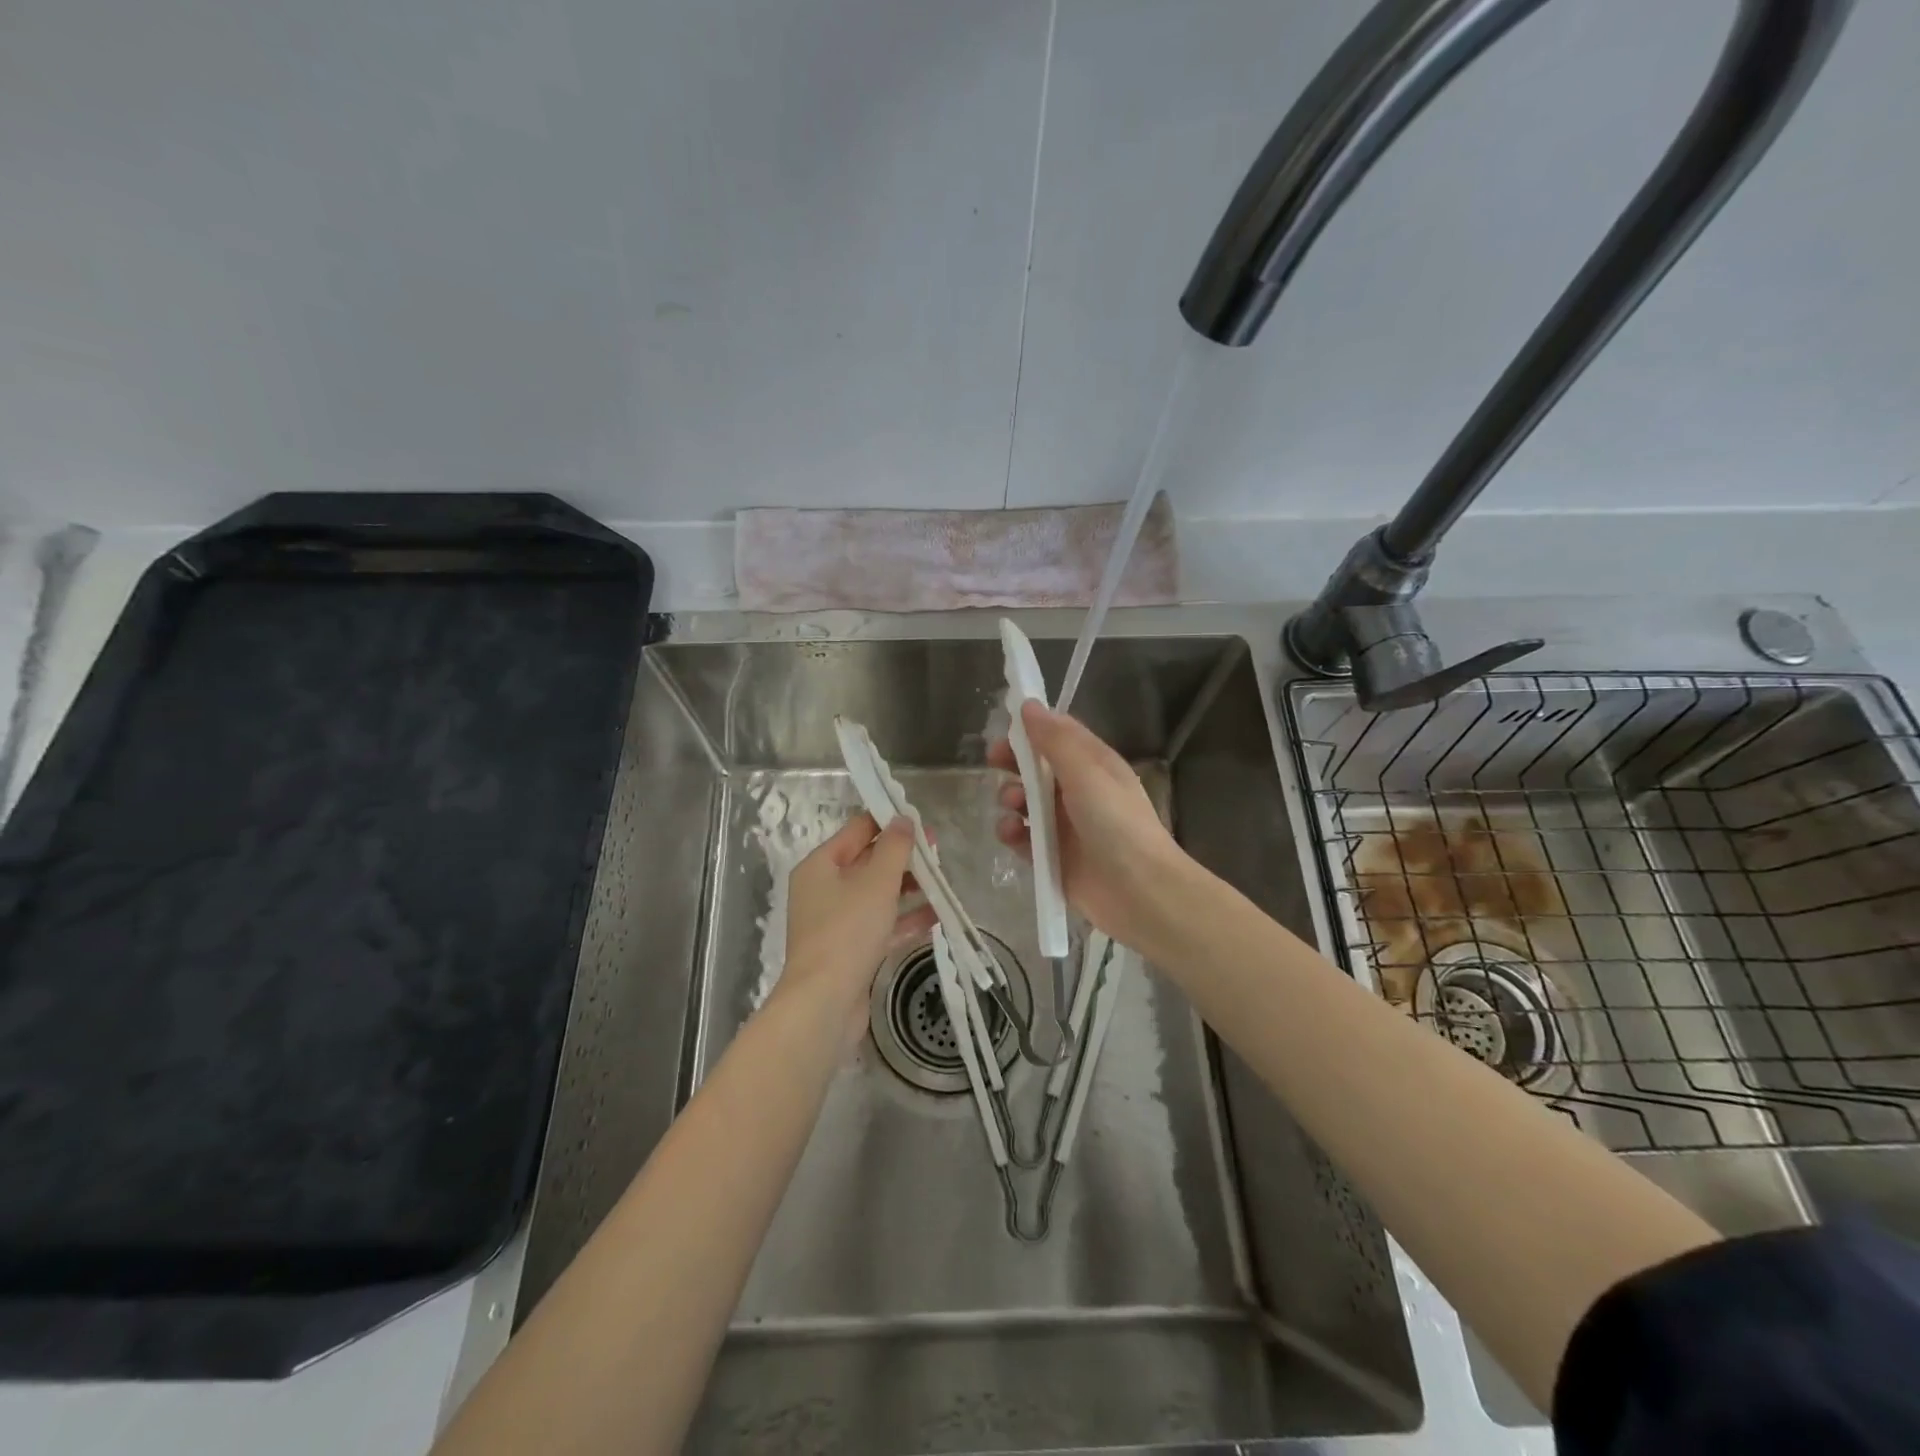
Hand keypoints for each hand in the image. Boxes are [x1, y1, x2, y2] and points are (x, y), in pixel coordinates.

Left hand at [777, 812, 935, 1043]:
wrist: (824, 1003)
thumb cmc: (847, 931)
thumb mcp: (876, 882)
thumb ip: (894, 847)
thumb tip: (904, 819)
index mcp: (821, 865)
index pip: (857, 830)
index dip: (889, 821)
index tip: (922, 821)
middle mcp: (824, 889)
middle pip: (868, 862)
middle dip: (904, 857)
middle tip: (939, 853)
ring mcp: (837, 922)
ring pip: (878, 895)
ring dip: (909, 888)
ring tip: (943, 884)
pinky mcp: (851, 950)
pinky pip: (882, 924)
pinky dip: (906, 919)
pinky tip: (938, 916)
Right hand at [990, 702, 1187, 951]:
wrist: (1140, 891)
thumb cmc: (1116, 823)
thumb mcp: (1087, 772)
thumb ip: (1055, 740)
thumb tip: (1029, 705)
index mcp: (1093, 764)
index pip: (1058, 735)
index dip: (1031, 728)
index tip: (1005, 726)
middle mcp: (1077, 791)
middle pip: (1036, 767)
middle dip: (1013, 762)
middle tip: (995, 762)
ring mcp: (1063, 825)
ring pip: (1024, 802)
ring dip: (1011, 797)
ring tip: (1013, 806)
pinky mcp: (1051, 856)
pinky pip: (1022, 837)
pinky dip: (1012, 833)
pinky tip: (1012, 834)